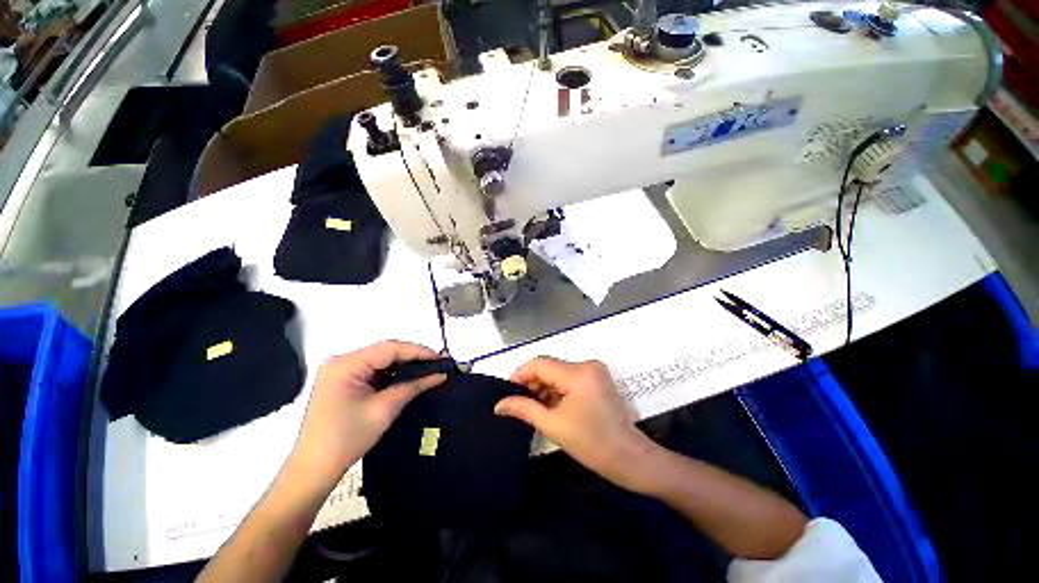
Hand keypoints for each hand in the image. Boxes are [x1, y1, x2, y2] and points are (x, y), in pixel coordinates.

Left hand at [290, 341, 446, 491]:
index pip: (390, 348)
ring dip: (404, 366)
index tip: (441, 358)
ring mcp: (341, 371)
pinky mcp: (344, 382)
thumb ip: (413, 386)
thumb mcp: (384, 409)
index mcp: (346, 364)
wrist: (313, 470)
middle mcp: (342, 361)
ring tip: (428, 370)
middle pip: (385, 352)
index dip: (418, 351)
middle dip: (413, 358)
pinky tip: (409, 379)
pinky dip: (393, 375)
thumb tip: (440, 374)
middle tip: (438, 365)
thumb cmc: (346, 439)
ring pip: (381, 361)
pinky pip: (374, 371)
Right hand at [496, 357, 659, 493]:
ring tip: (534, 406)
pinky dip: (557, 388)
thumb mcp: (553, 425)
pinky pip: (569, 376)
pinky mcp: (596, 377)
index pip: (540, 363)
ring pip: (558, 371)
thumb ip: (524, 409)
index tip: (508, 392)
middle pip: (549, 366)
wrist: (628, 457)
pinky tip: (550, 404)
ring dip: (544, 386)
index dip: (520, 374)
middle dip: (532, 382)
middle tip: (519, 402)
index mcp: (578, 374)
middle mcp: (586, 364)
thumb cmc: (591, 444)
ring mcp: (593, 369)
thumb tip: (499, 404)